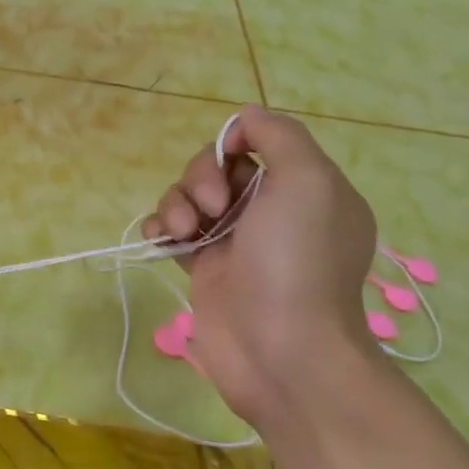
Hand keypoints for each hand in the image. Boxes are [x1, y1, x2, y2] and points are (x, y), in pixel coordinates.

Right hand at [142, 106, 380, 425]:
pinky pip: (172, 232)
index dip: (233, 145)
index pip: (256, 143)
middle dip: (201, 178)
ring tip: (183, 234)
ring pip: (189, 199)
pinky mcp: (204, 269)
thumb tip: (243, 120)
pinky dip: (159, 229)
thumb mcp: (308, 179)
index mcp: (305, 187)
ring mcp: (235, 242)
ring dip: (176, 205)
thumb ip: (278, 135)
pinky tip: (160, 241)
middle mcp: (271, 211)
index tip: (230, 162)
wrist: (282, 349)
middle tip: (212, 208)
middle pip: (217, 168)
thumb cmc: (297, 260)